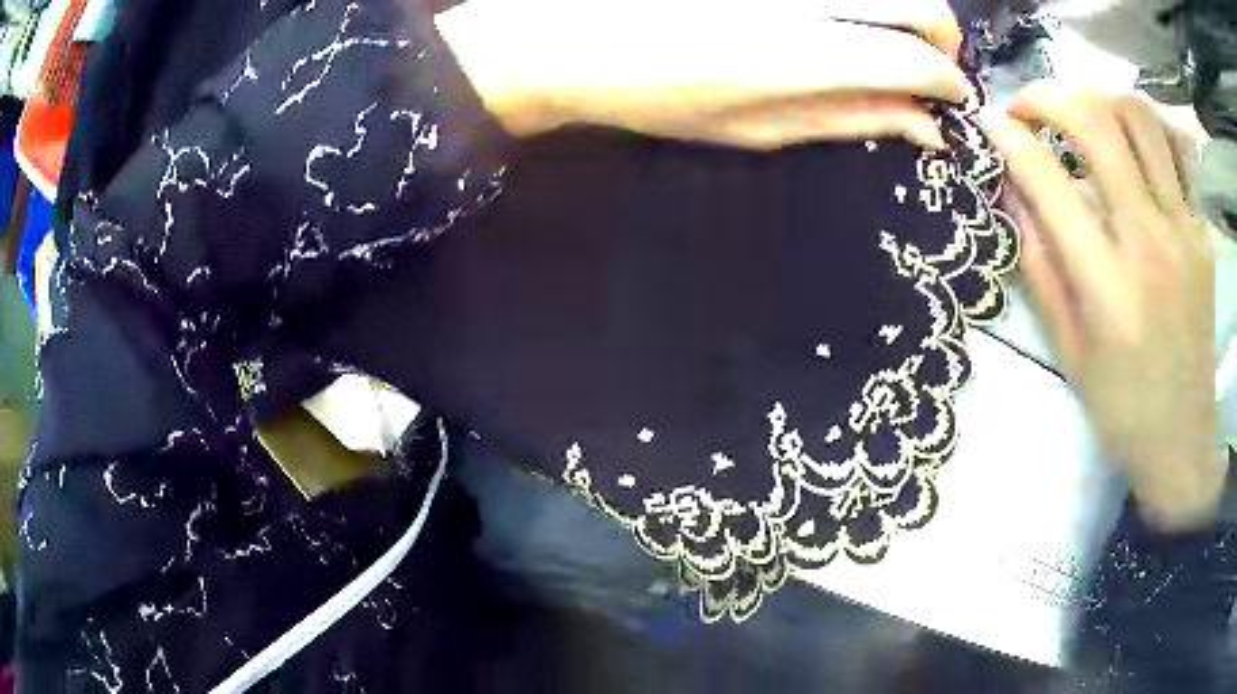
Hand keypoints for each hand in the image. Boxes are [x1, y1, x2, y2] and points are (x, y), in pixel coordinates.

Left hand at [436, 0, 970, 150]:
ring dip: (910, 13)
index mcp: (805, 55)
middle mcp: (809, 3)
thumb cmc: (667, 97)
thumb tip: (926, 127)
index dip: (949, 85)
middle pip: (920, 4)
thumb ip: (851, 119)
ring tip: (892, 43)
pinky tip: (849, 20)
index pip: (917, 60)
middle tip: (930, 69)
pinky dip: (868, 2)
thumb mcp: (761, 128)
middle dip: (943, 40)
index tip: (951, 103)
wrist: (582, 40)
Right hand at [979, 82, 1224, 531]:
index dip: (1010, 139)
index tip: (988, 121)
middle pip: (1096, 123)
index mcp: (1107, 287)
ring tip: (1081, 115)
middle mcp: (1148, 243)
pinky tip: (1129, 139)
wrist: (1183, 442)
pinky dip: (1145, 127)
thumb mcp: (1070, 354)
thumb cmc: (1122, 410)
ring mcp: (1183, 231)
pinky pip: (1174, 150)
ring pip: (1139, 118)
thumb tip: (1011, 195)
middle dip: (1049, 96)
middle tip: (1029, 108)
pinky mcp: (1200, 233)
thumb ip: (1040, 268)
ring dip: (1098, 99)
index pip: (1049, 182)